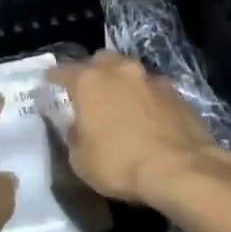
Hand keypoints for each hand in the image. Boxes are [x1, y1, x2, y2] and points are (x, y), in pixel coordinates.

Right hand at [46, 51, 230, 213]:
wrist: (181, 170)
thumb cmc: (120, 164)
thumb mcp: (80, 159)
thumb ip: (73, 135)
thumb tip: (77, 126)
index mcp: (89, 81)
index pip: (62, 70)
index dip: (54, 78)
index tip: (49, 84)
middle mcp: (120, 70)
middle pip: (101, 61)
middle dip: (93, 72)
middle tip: (90, 92)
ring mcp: (152, 79)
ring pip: (130, 72)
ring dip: (123, 84)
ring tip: (122, 104)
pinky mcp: (177, 93)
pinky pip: (153, 90)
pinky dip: (147, 99)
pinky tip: (148, 117)